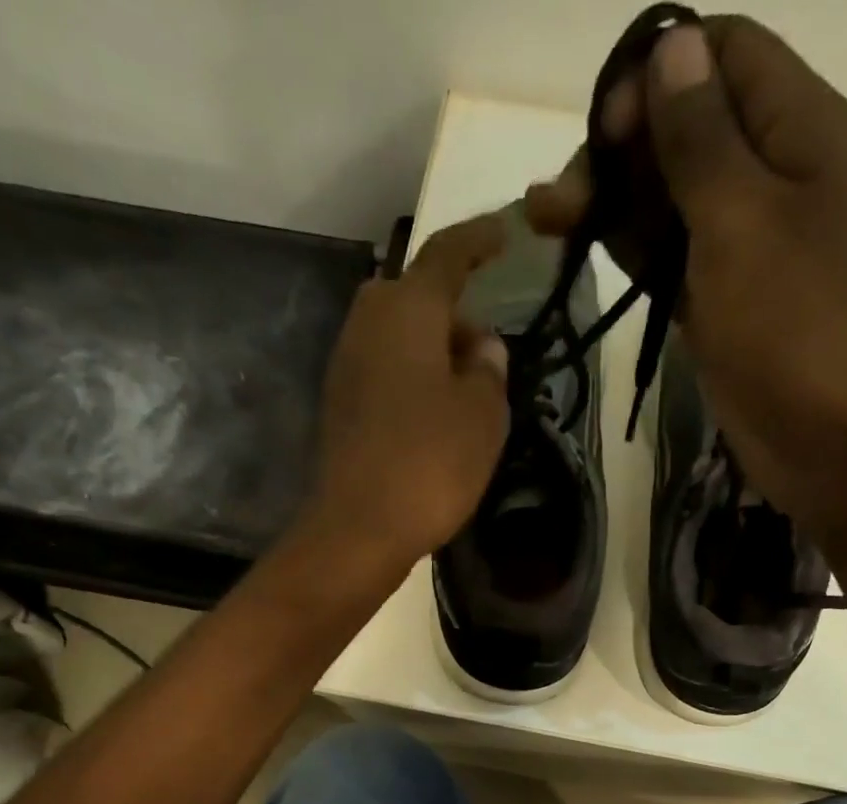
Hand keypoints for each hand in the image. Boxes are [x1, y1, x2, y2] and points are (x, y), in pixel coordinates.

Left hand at [309, 214, 510, 566]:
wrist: (359, 528)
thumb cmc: (430, 464)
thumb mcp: (483, 416)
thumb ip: (489, 369)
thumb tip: (482, 345)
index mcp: (407, 311)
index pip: (447, 255)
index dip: (480, 240)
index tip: (506, 231)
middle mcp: (368, 323)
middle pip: (415, 296)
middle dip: (454, 309)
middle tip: (487, 344)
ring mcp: (346, 364)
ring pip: (398, 334)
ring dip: (434, 348)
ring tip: (467, 387)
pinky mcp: (340, 404)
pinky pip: (385, 369)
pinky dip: (413, 377)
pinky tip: (435, 414)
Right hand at [526, 18, 846, 535]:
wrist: (836, 440)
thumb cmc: (797, 324)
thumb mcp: (743, 219)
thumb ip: (701, 138)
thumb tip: (671, 47)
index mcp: (794, 127)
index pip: (720, 53)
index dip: (656, 74)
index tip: (604, 130)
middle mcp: (768, 174)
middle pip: (683, 127)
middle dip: (618, 148)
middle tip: (559, 201)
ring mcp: (741, 244)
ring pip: (668, 197)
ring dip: (611, 202)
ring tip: (548, 220)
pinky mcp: (718, 302)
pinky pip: (668, 256)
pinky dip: (628, 250)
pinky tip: (582, 248)